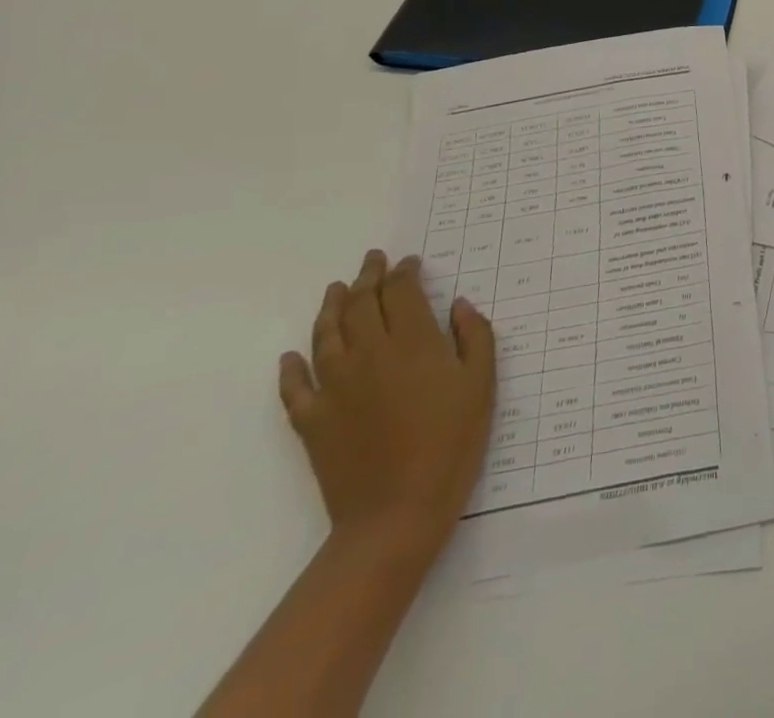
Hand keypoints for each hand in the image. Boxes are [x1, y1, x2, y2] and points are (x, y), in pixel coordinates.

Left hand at [278, 250, 494, 556]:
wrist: (396, 512)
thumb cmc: (452, 442)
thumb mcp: (482, 384)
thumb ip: (474, 336)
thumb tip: (458, 304)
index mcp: (413, 342)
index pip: (401, 292)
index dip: (404, 272)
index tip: (410, 263)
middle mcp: (369, 354)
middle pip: (362, 304)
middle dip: (368, 278)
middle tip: (373, 261)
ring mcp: (334, 387)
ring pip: (327, 334)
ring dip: (331, 307)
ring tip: (335, 289)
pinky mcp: (312, 421)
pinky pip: (295, 387)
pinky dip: (291, 368)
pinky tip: (292, 356)